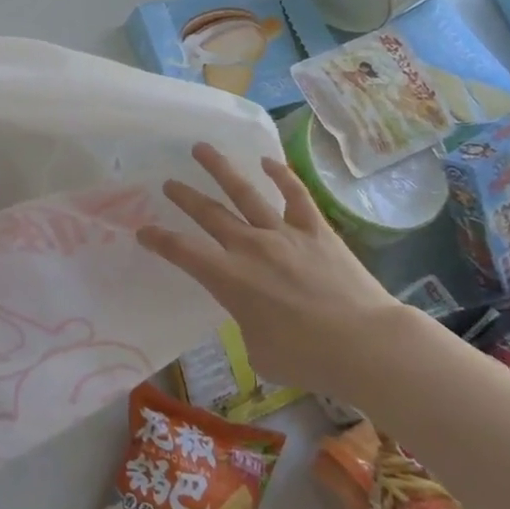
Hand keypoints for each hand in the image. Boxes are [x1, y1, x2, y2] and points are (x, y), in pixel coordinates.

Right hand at [137, 143, 411, 397]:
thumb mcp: (261, 353)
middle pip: (209, 213)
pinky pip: (295, 195)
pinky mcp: (315, 230)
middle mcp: (249, 247)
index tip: (143, 231)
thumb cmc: (309, 360)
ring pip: (244, 192)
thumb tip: (255, 316)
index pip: (182, 252)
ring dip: (220, 168)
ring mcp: (283, 233)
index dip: (158, 240)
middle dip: (184, 196)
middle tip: (168, 182)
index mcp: (229, 279)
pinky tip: (268, 160)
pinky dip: (281, 175)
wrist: (367, 345)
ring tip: (202, 148)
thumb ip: (248, 325)